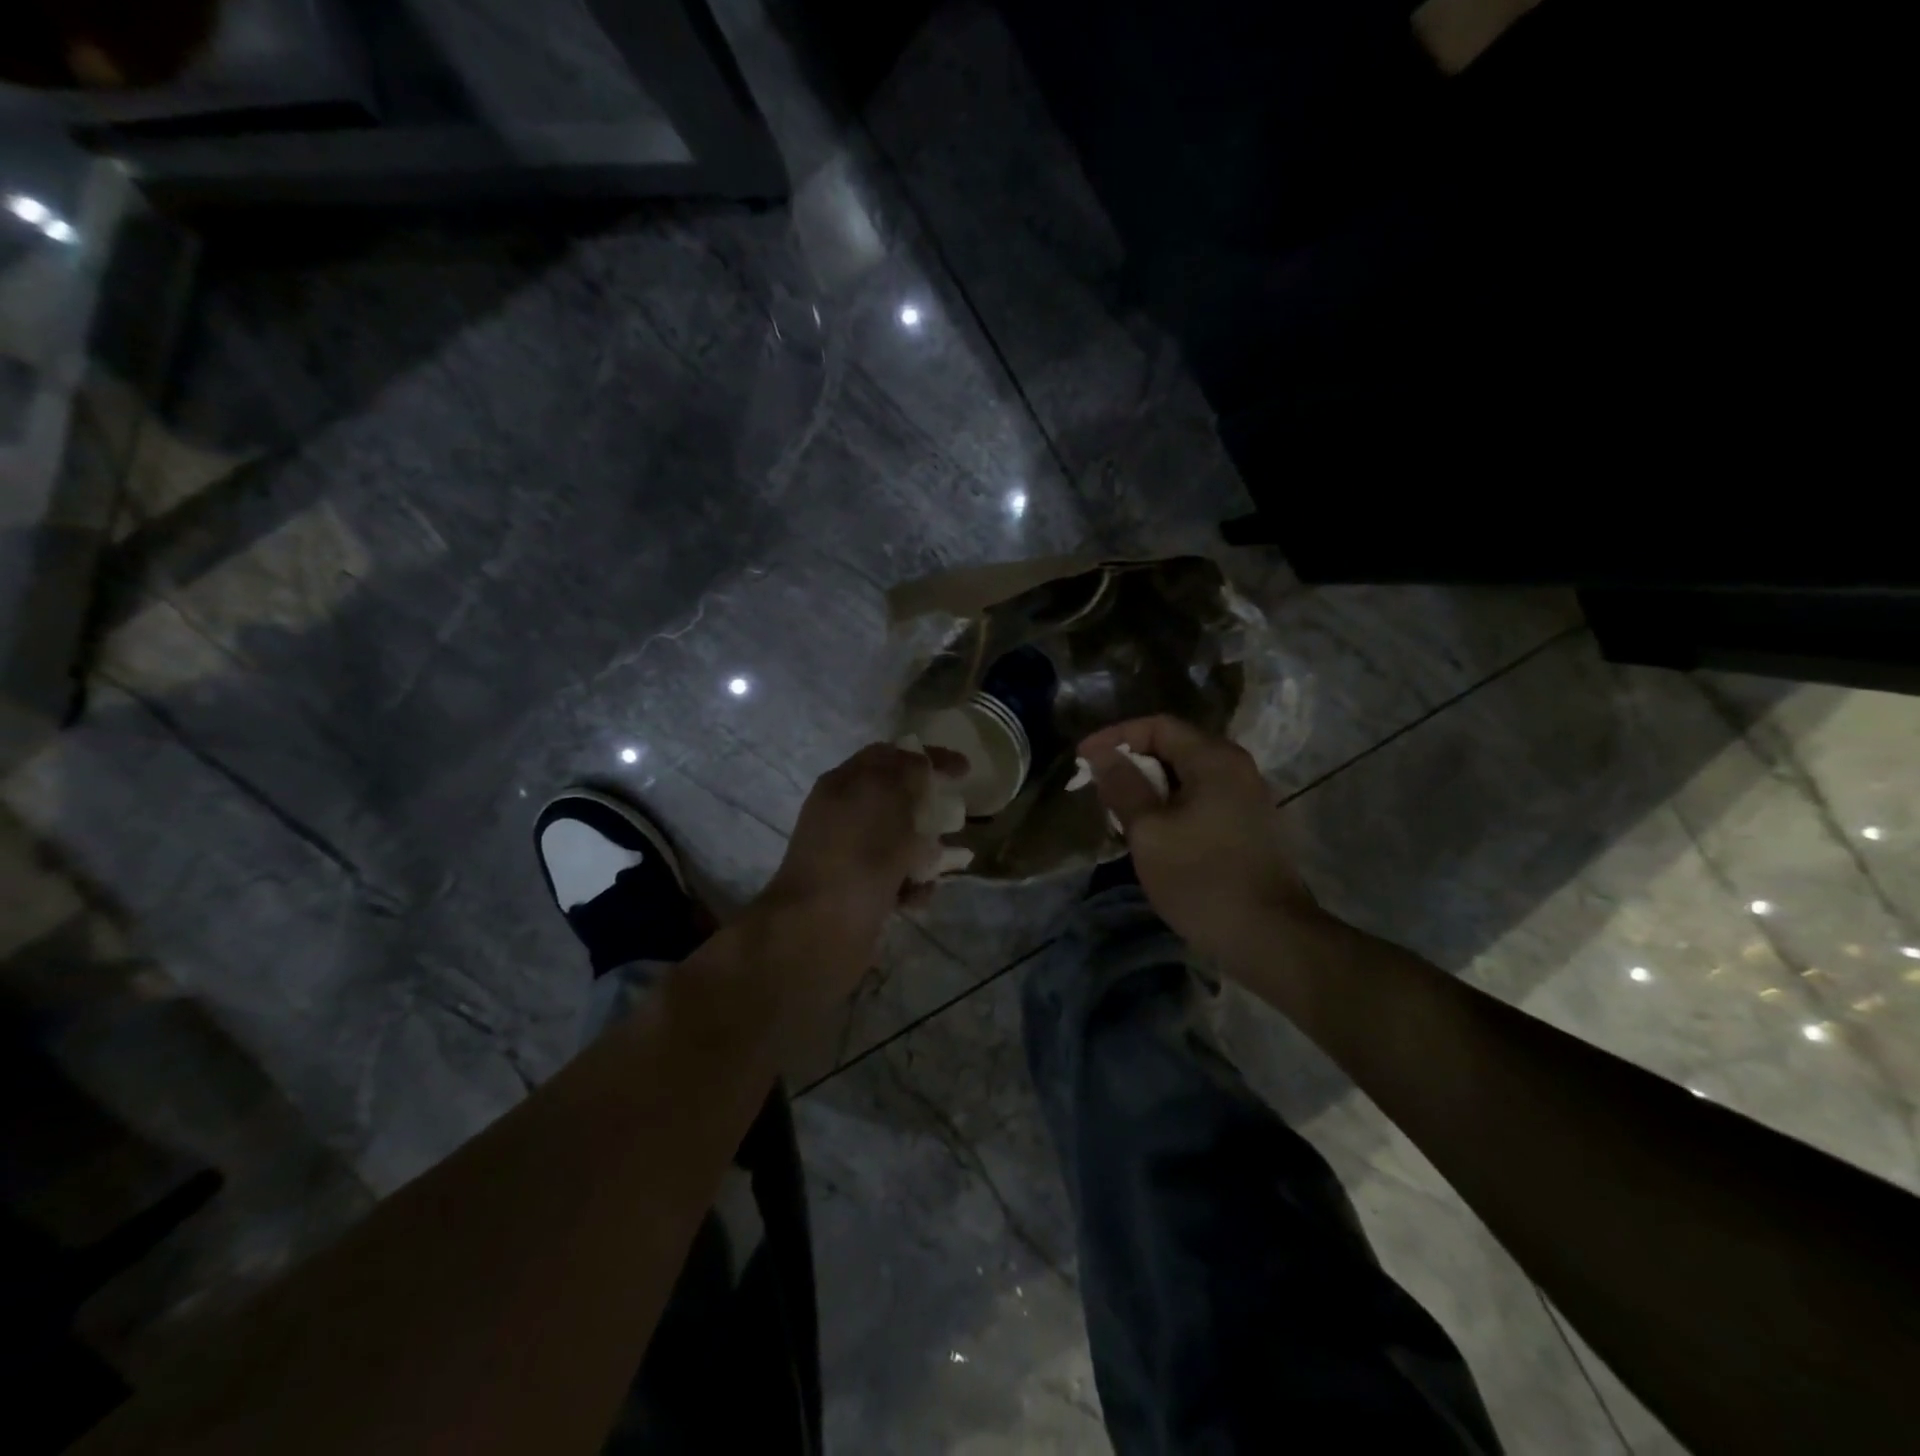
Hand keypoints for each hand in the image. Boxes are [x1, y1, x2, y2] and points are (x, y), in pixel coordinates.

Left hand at [755, 743, 964, 994]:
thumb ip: (906, 771)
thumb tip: (919, 763)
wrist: (820, 930)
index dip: (929, 757)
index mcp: (844, 783)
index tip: (965, 770)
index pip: (890, 756)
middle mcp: (843, 815)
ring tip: (938, 867)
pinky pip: (896, 878)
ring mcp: (850, 854)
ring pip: (901, 842)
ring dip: (926, 851)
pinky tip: (917, 897)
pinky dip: (912, 884)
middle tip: (954, 820)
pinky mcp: (859, 891)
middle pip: (897, 800)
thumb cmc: (857, 855)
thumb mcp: (886, 797)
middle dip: (930, 809)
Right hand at [1078, 716, 1319, 962]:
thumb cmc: (1202, 879)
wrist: (1270, 936)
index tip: (1082, 759)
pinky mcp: (1251, 824)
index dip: (1115, 736)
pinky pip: (1202, 797)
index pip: (1157, 726)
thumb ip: (1123, 786)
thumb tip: (1103, 754)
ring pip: (1188, 775)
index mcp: (1214, 759)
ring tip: (1118, 809)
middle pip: (1175, 746)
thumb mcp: (1149, 831)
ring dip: (1150, 785)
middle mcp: (1237, 767)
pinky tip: (1152, 830)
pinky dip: (1171, 803)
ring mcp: (1248, 796)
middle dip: (1131, 761)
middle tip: (1097, 785)